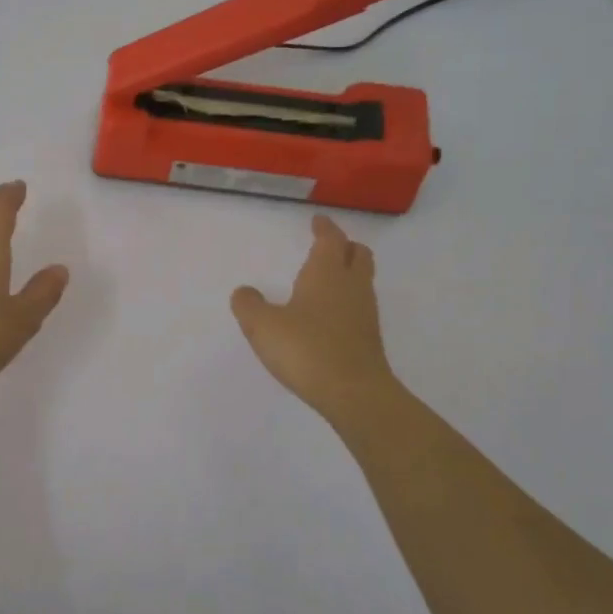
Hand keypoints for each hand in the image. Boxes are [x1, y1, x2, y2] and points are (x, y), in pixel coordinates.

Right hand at [231, 215, 398, 421]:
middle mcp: (351, 286)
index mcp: (326, 273)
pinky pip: (359, 306)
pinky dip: (347, 301)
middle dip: (345, 246)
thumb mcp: (263, 326)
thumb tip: (244, 292)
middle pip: (358, 254)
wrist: (353, 393)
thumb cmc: (306, 349)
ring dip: (348, 273)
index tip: (318, 220)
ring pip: (362, 280)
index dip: (324, 228)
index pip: (330, 240)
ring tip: (327, 279)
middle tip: (329, 246)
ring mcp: (365, 313)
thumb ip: (249, 305)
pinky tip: (329, 315)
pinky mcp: (368, 338)